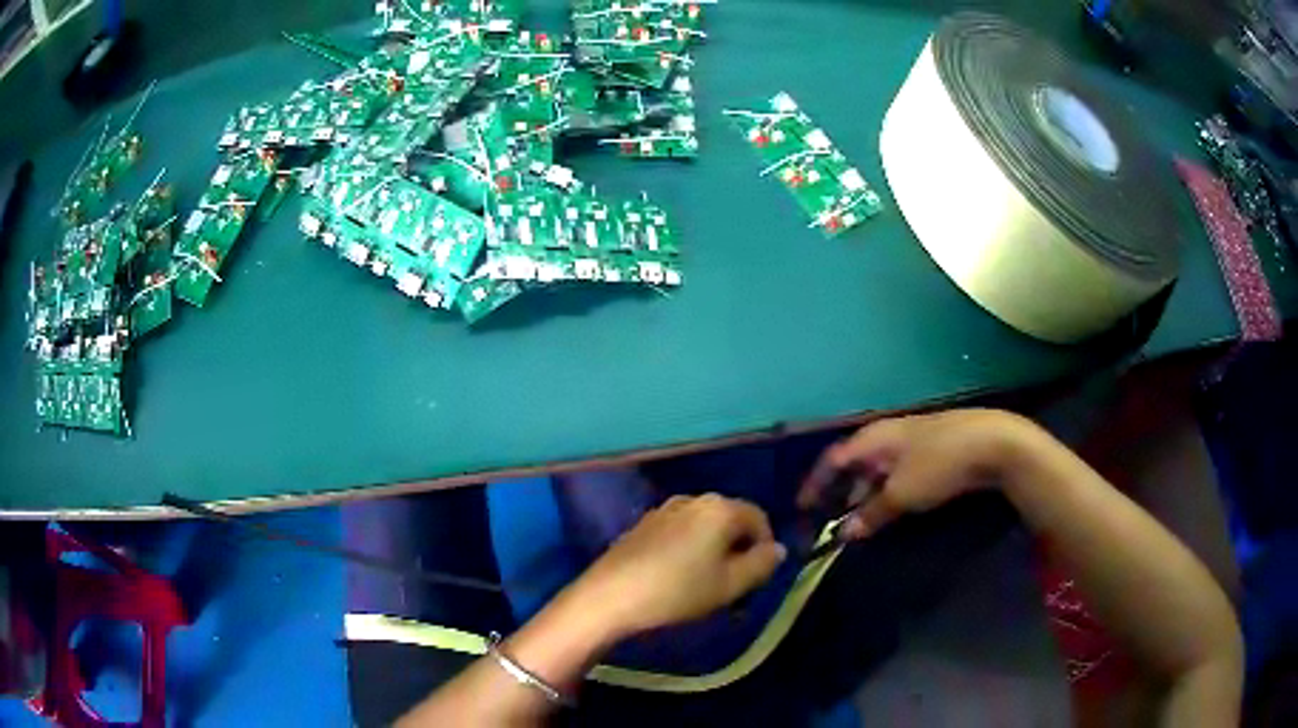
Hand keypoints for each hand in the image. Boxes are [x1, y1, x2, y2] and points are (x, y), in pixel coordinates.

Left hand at [567, 494, 786, 637]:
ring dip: (713, 550)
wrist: (610, 596)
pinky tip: (677, 577)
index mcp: (719, 508)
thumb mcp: (730, 585)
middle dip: (738, 549)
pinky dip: (688, 549)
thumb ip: (762, 565)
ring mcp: (664, 509)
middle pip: (730, 520)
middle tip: (733, 584)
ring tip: (705, 584)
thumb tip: (778, 549)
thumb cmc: (678, 591)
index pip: (759, 519)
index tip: (757, 578)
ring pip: (703, 527)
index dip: (765, 548)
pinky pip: (679, 532)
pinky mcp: (642, 524)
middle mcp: (693, 499)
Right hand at [798, 409, 1037, 538]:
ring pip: (876, 468)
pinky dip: (886, 490)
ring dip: (864, 494)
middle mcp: (886, 435)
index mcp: (872, 439)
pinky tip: (891, 506)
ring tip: (859, 520)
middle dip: (839, 491)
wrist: (991, 443)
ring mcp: (910, 440)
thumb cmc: (938, 465)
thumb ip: (870, 513)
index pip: (832, 459)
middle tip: (830, 519)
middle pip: (853, 463)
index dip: (814, 483)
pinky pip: (896, 471)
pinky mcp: (930, 449)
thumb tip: (845, 533)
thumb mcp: (901, 494)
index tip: (801, 508)